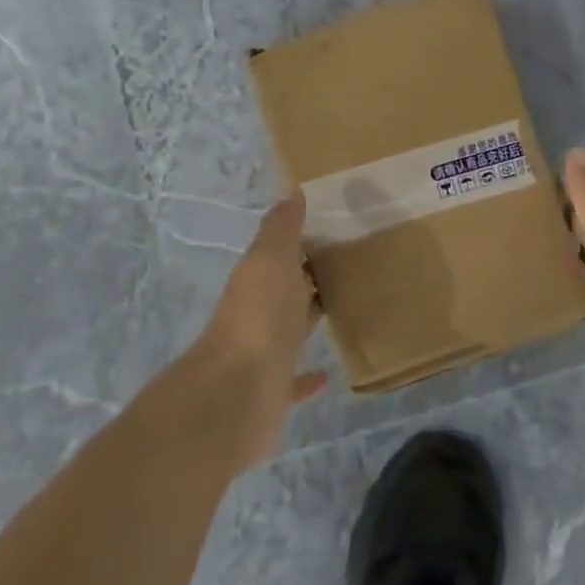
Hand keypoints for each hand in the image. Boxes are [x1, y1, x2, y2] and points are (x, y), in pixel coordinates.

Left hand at [193, 194, 328, 469]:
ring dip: (308, 319)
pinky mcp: (272, 392)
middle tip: (349, 264)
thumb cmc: (259, 316)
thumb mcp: (271, 259)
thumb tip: (290, 190)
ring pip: (290, 330)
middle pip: (287, 289)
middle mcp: (258, 312)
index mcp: (258, 278)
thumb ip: (281, 227)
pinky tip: (328, 374)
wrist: (235, 395)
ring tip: (343, 309)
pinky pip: (293, 379)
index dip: (303, 240)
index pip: (281, 253)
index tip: (336, 228)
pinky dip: (308, 377)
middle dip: (309, 277)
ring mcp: (263, 354)